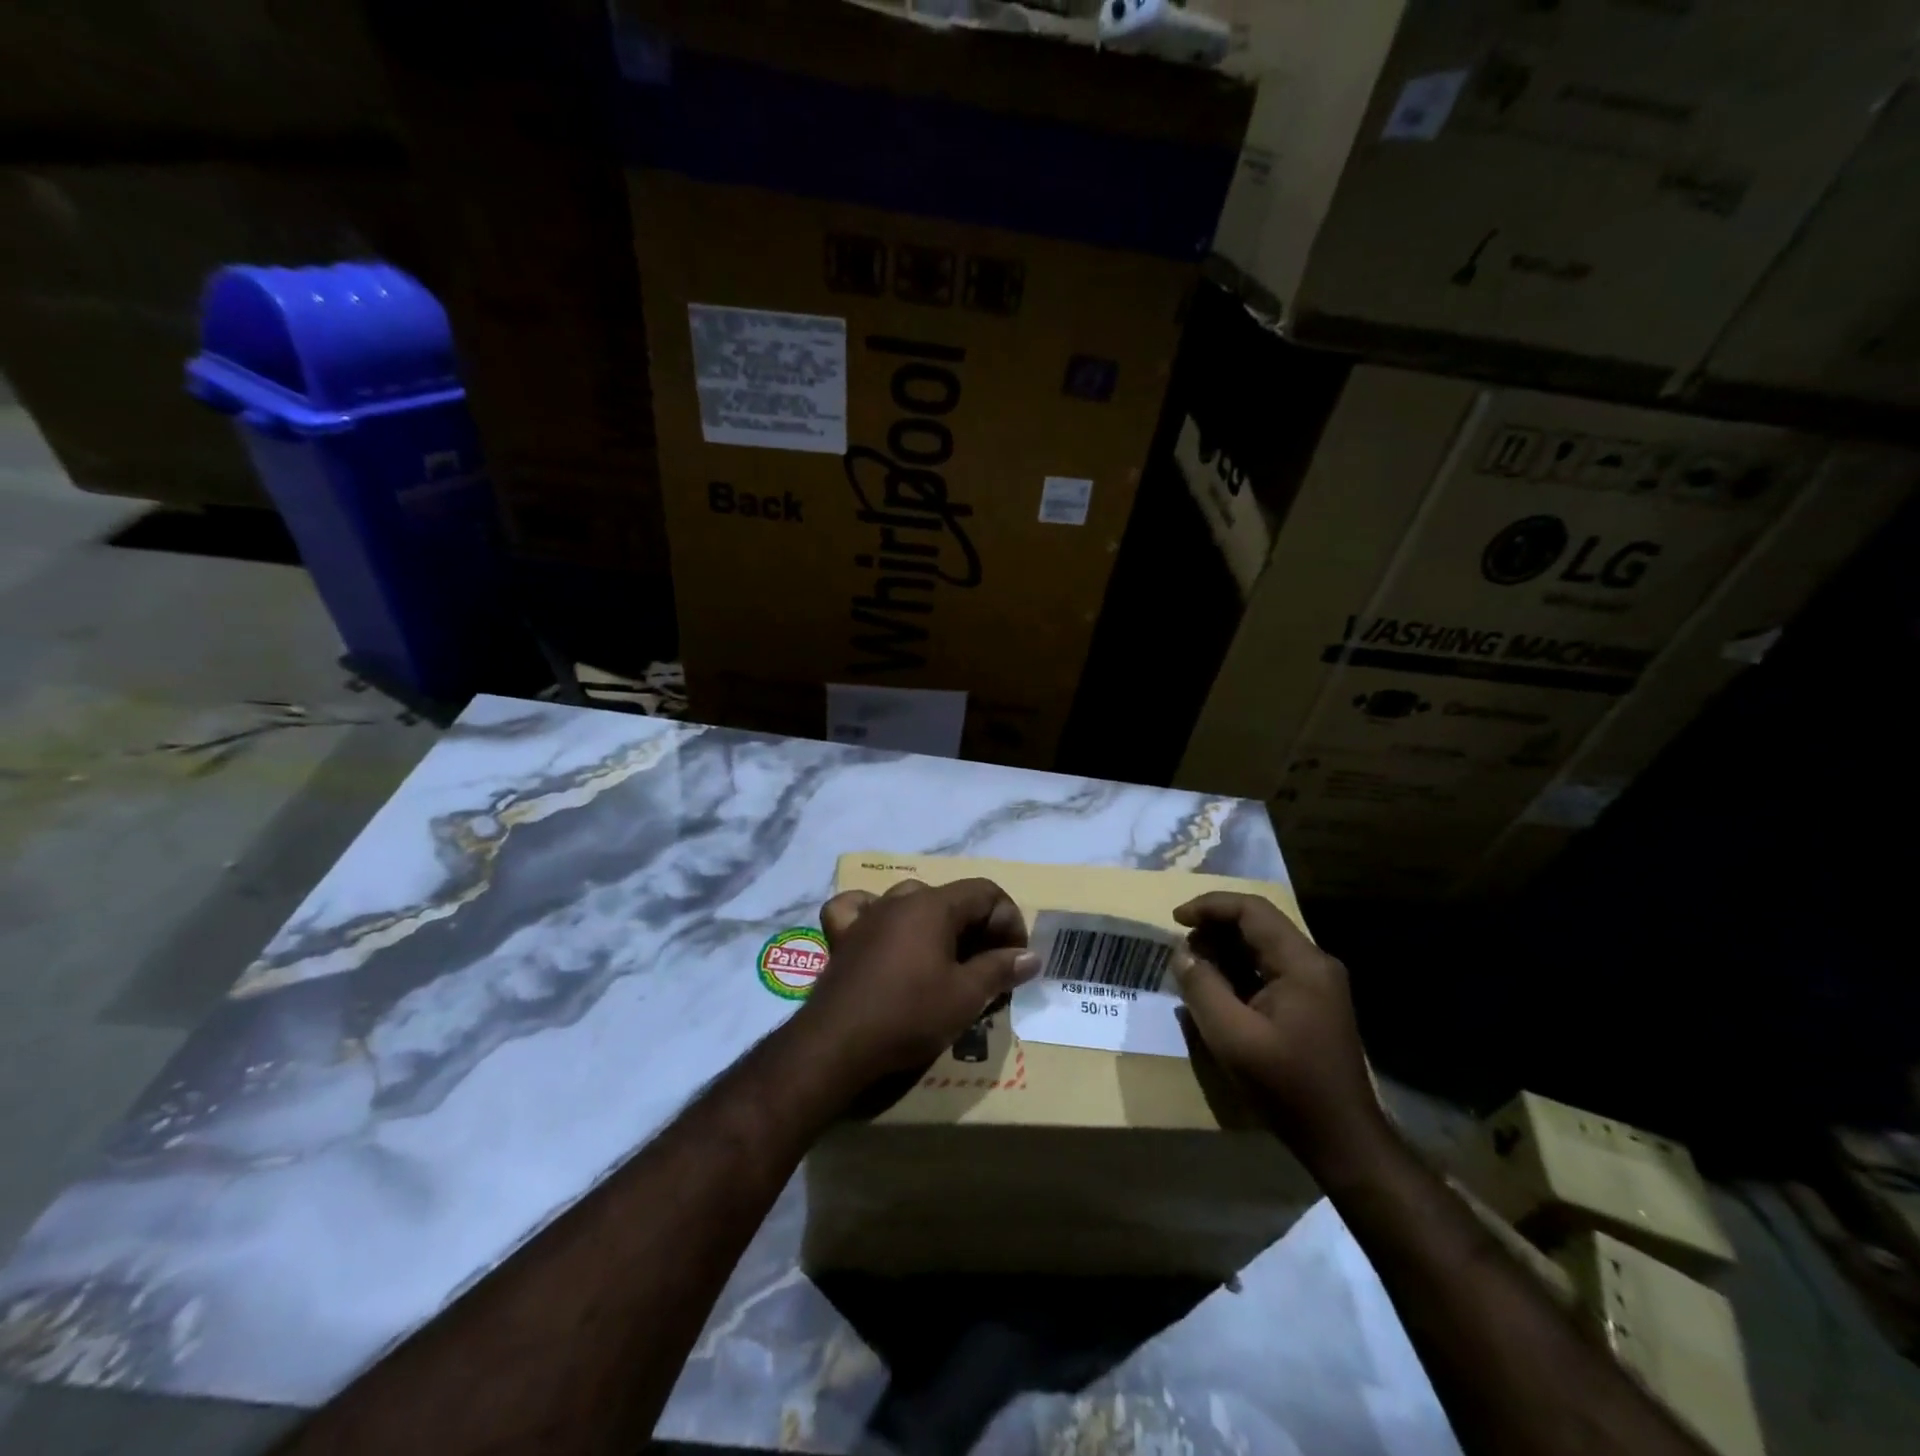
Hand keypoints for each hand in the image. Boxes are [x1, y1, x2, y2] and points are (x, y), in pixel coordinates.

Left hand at [795, 878, 1040, 1089]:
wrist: (837, 1045)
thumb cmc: (909, 1015)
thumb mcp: (966, 996)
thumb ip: (1000, 969)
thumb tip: (1030, 956)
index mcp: (933, 905)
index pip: (985, 892)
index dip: (1009, 921)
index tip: (1015, 959)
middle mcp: (900, 899)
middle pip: (951, 898)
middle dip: (978, 929)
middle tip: (989, 969)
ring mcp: (867, 915)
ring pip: (911, 902)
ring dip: (936, 925)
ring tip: (947, 960)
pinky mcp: (842, 937)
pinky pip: (860, 910)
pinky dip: (876, 916)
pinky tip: (883, 933)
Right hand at [1170, 892, 1385, 1163]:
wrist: (1342, 1139)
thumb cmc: (1287, 1085)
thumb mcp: (1232, 1036)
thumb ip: (1202, 987)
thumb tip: (1183, 954)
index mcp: (1302, 963)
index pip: (1252, 910)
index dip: (1210, 906)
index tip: (1175, 919)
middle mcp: (1314, 964)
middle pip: (1257, 925)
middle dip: (1214, 929)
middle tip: (1181, 951)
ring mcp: (1316, 984)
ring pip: (1261, 947)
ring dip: (1224, 951)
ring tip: (1193, 970)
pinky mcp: (1311, 1004)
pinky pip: (1268, 971)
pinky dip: (1238, 971)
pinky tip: (1216, 991)